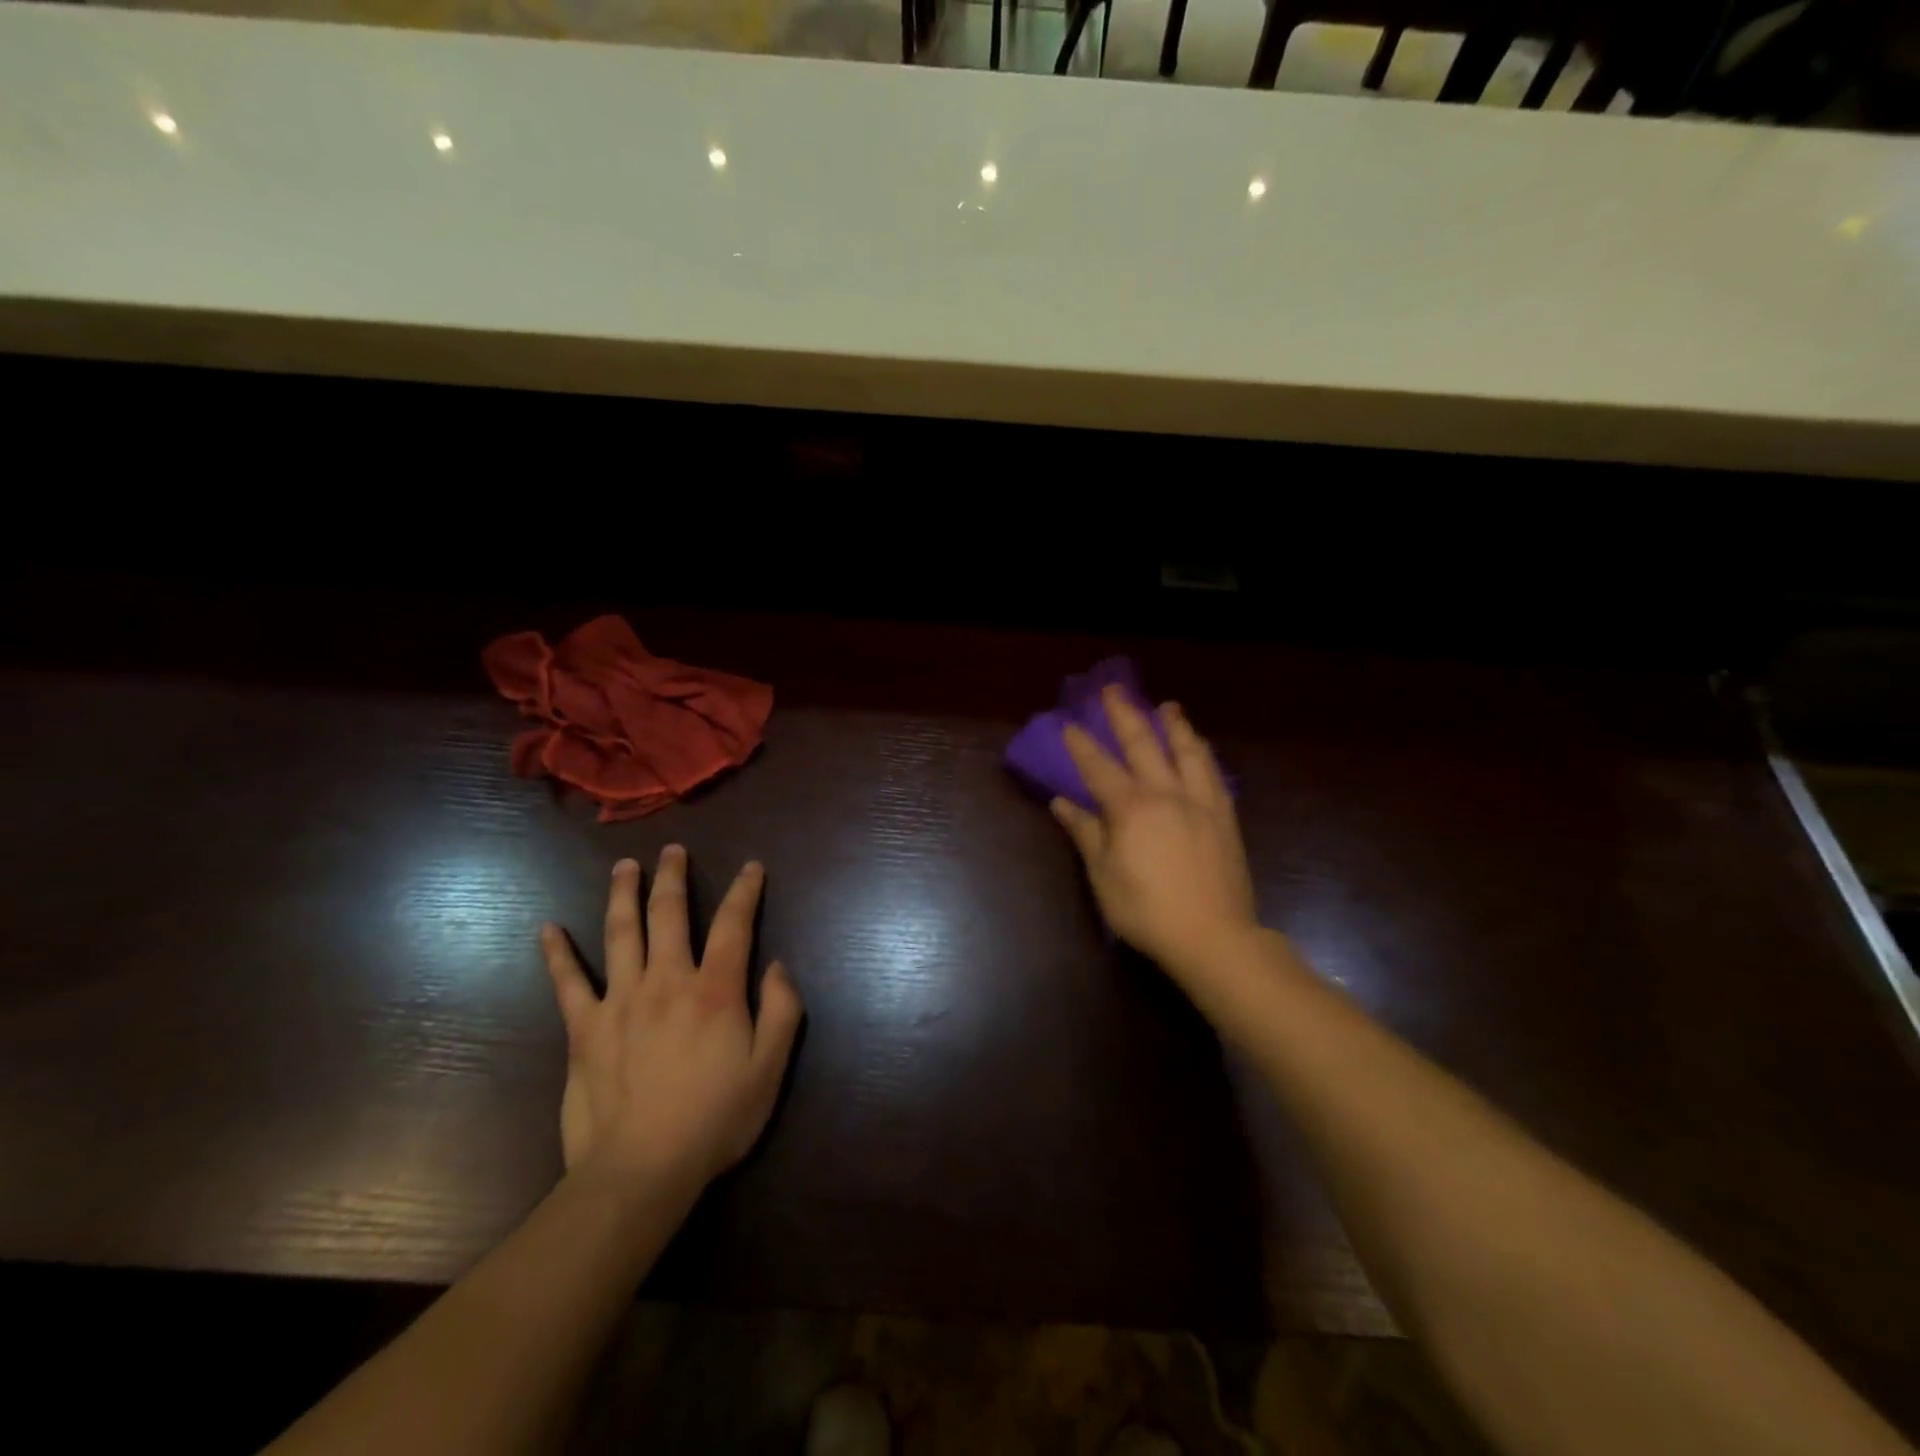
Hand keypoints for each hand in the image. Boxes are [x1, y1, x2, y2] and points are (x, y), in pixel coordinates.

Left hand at [539, 847, 803, 1195]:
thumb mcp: (769, 1069)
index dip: (744, 891)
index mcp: (714, 990)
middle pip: (669, 914)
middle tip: (673, 850)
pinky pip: (567, 983)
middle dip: (673, 877)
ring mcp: (620, 1001)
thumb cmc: (715, 1120)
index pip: (733, 924)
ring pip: (621, 933)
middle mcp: (667, 981)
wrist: (641, 1171)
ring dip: (624, 894)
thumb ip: (781, 1010)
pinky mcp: (584, 1029)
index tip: (751, 868)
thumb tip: (776, 966)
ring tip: (625, 866)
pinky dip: (557, 954)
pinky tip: (548, 929)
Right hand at [1052, 688, 1259, 986]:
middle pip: (1143, 744)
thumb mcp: (1104, 875)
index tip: (1069, 723)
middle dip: (1125, 714)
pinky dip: (1203, 754)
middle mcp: (1166, 793)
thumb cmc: (1147, 910)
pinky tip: (1200, 748)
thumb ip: (1086, 833)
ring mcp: (1200, 802)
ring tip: (1168, 706)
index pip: (1099, 767)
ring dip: (1174, 725)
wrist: (1213, 936)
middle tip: (1115, 689)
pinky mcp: (1224, 817)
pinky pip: (1213, 774)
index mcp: (1131, 808)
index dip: (1081, 745)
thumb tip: (1062, 803)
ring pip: (1187, 751)